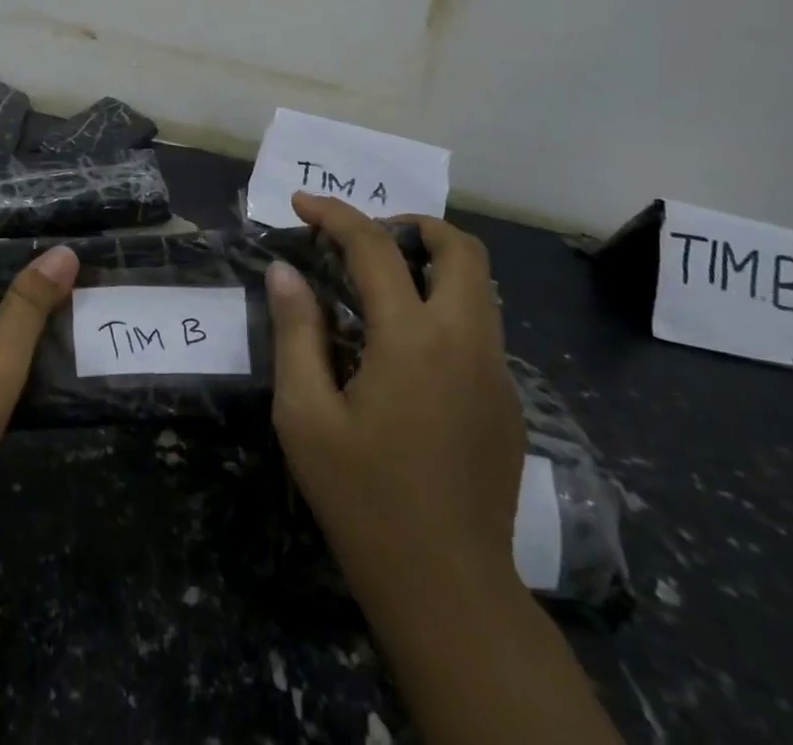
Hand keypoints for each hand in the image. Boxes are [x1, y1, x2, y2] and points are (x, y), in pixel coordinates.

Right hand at [265, 193, 523, 603]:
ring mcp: (496, 371)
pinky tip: (404, 347)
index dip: (335, 214)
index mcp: (413, 338)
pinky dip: (444, 304)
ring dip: (432, 263)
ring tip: (379, 285)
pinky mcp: (506, 400)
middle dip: (410, 225)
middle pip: (460, 248)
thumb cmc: (363, 498)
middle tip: (361, 242)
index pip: (376, 246)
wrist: (448, 589)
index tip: (301, 204)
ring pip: (479, 285)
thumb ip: (296, 331)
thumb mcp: (306, 415)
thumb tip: (285, 270)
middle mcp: (466, 341)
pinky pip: (480, 325)